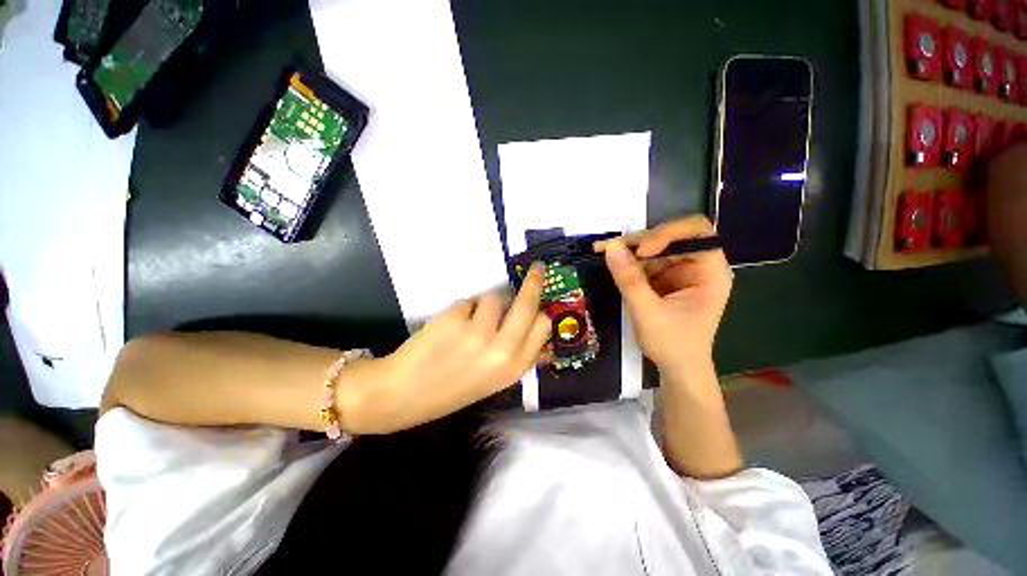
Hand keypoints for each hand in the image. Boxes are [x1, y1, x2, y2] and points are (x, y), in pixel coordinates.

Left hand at [338, 264, 551, 433]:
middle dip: (534, 283)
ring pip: (494, 298)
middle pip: (528, 303)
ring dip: (484, 305)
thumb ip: (517, 352)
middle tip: (537, 268)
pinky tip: (449, 327)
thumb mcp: (494, 378)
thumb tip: (534, 321)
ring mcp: (478, 332)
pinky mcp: (455, 318)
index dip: (541, 310)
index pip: (543, 325)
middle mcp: (502, 349)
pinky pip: (469, 301)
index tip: (539, 298)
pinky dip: (463, 309)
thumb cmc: (452, 388)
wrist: (404, 394)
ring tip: (468, 323)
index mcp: (515, 367)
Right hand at [598, 216, 731, 376]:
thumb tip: (610, 247)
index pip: (696, 233)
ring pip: (654, 248)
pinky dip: (627, 262)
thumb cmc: (672, 344)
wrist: (677, 369)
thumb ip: (629, 280)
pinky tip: (612, 262)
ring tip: (603, 251)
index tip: (641, 251)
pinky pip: (645, 262)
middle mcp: (697, 266)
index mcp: (710, 272)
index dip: (668, 233)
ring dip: (629, 250)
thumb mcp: (648, 313)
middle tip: (610, 248)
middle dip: (640, 242)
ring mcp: (680, 271)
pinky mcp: (664, 279)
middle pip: (671, 237)